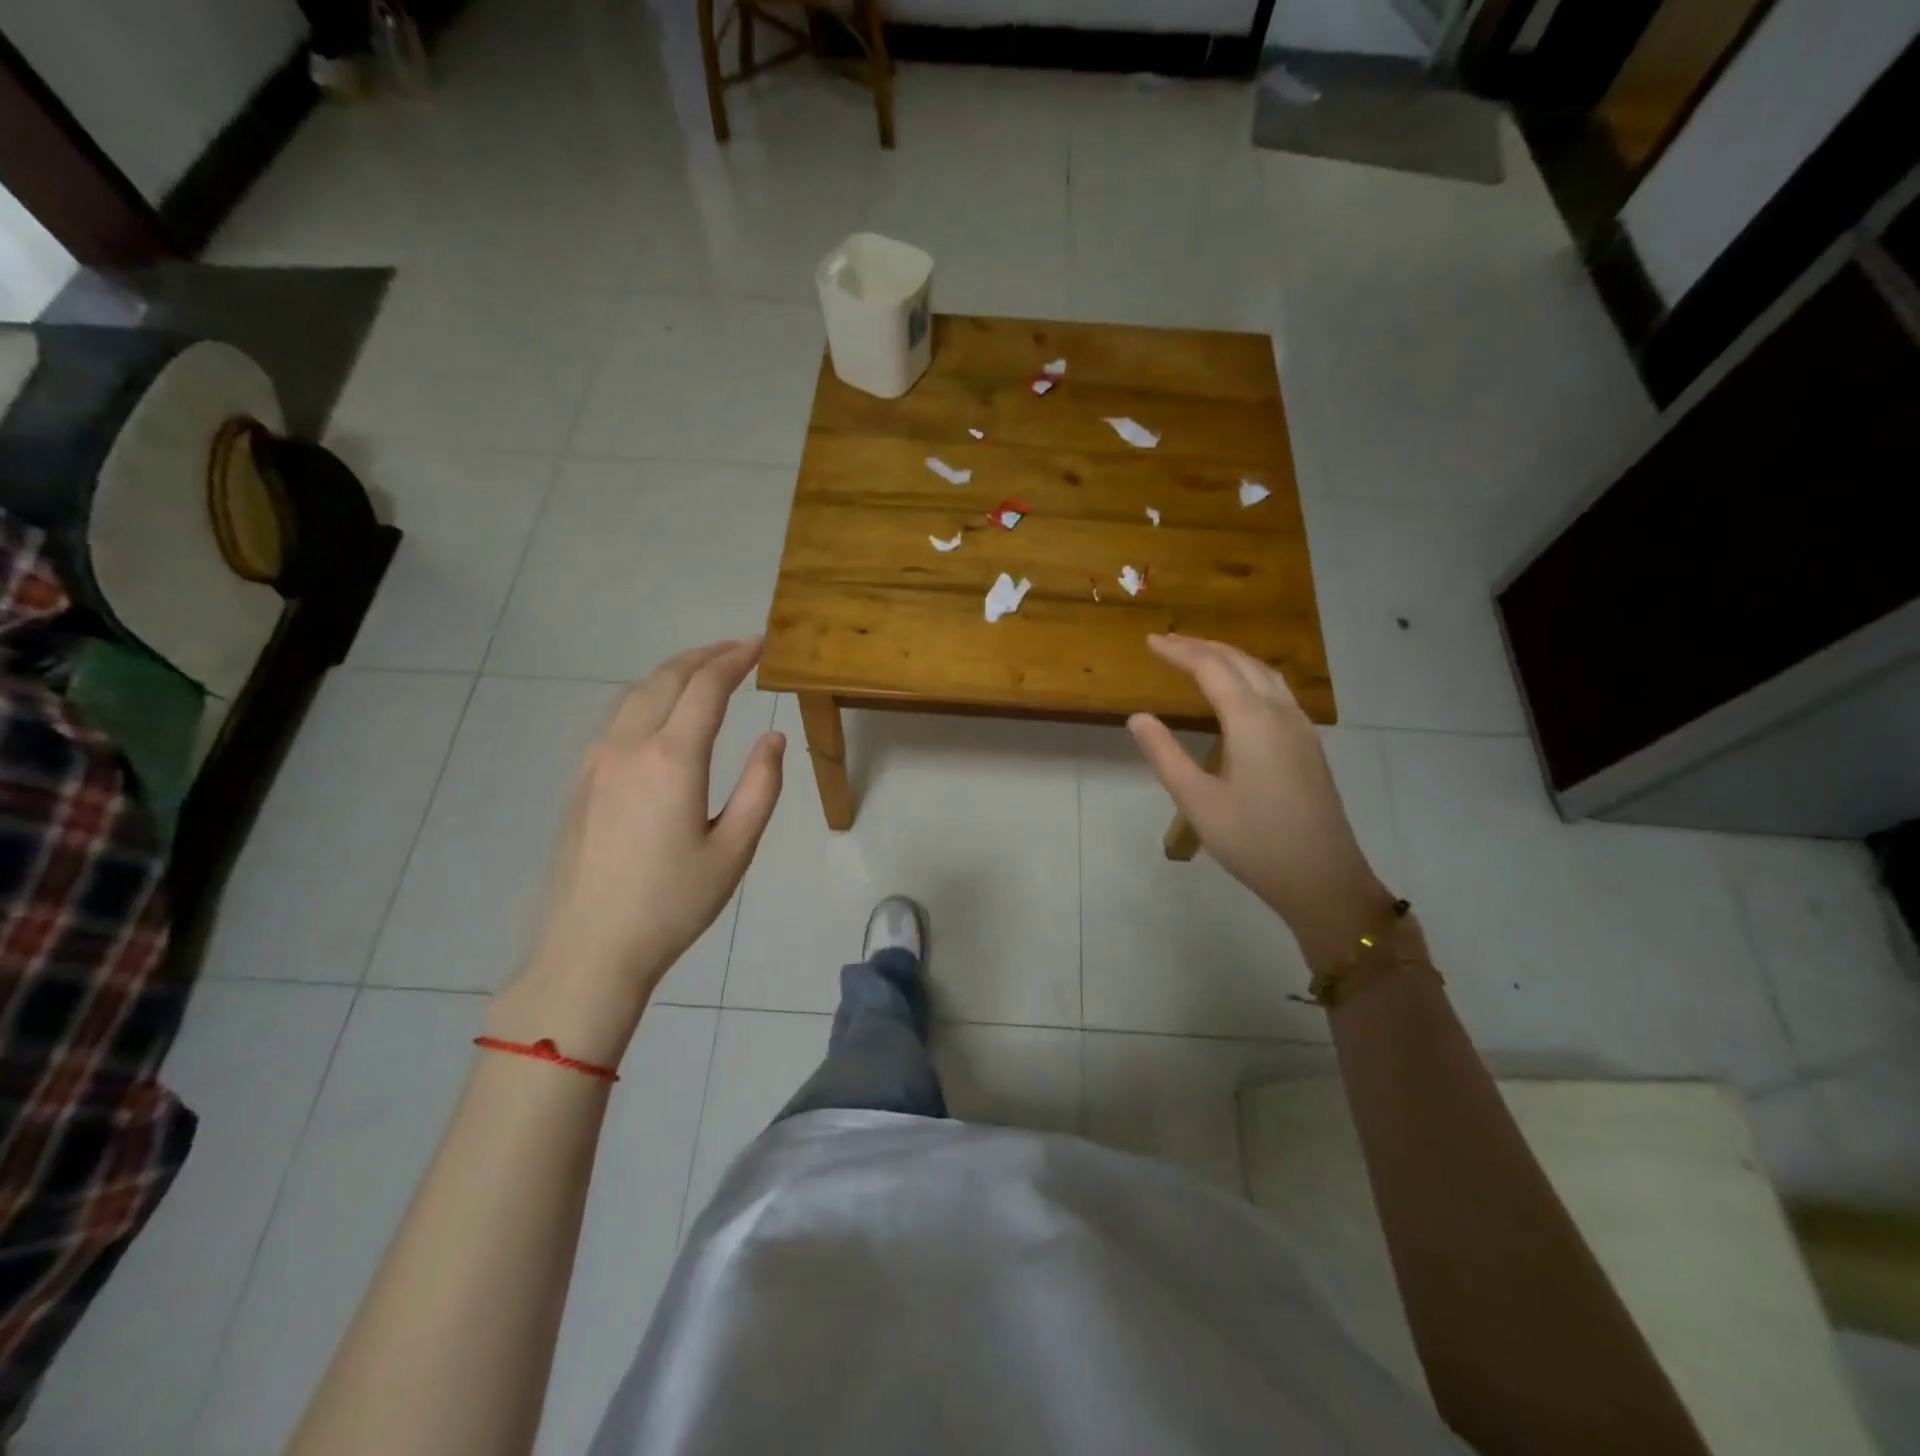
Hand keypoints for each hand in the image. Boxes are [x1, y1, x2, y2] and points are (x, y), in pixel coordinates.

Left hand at [489, 640, 784, 1065]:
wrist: (589, 949)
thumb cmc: (673, 903)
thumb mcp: (735, 849)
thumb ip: (761, 787)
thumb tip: (773, 739)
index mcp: (672, 759)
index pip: (707, 687)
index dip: (736, 659)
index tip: (761, 644)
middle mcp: (628, 746)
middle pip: (667, 678)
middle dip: (705, 655)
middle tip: (739, 650)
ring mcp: (596, 760)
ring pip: (636, 693)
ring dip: (673, 673)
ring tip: (706, 672)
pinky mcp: (581, 779)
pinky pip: (617, 718)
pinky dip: (648, 697)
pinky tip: (664, 714)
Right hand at [1128, 634, 1395, 970]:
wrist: (1323, 878)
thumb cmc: (1254, 841)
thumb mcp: (1197, 801)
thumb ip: (1165, 755)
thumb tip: (1138, 718)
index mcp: (1252, 720)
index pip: (1211, 668)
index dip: (1179, 651)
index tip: (1150, 642)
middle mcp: (1280, 713)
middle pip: (1241, 662)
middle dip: (1203, 647)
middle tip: (1168, 643)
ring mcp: (1300, 728)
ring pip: (1265, 673)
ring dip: (1230, 657)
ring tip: (1200, 656)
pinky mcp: (1308, 745)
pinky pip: (1277, 690)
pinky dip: (1249, 675)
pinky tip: (1239, 692)